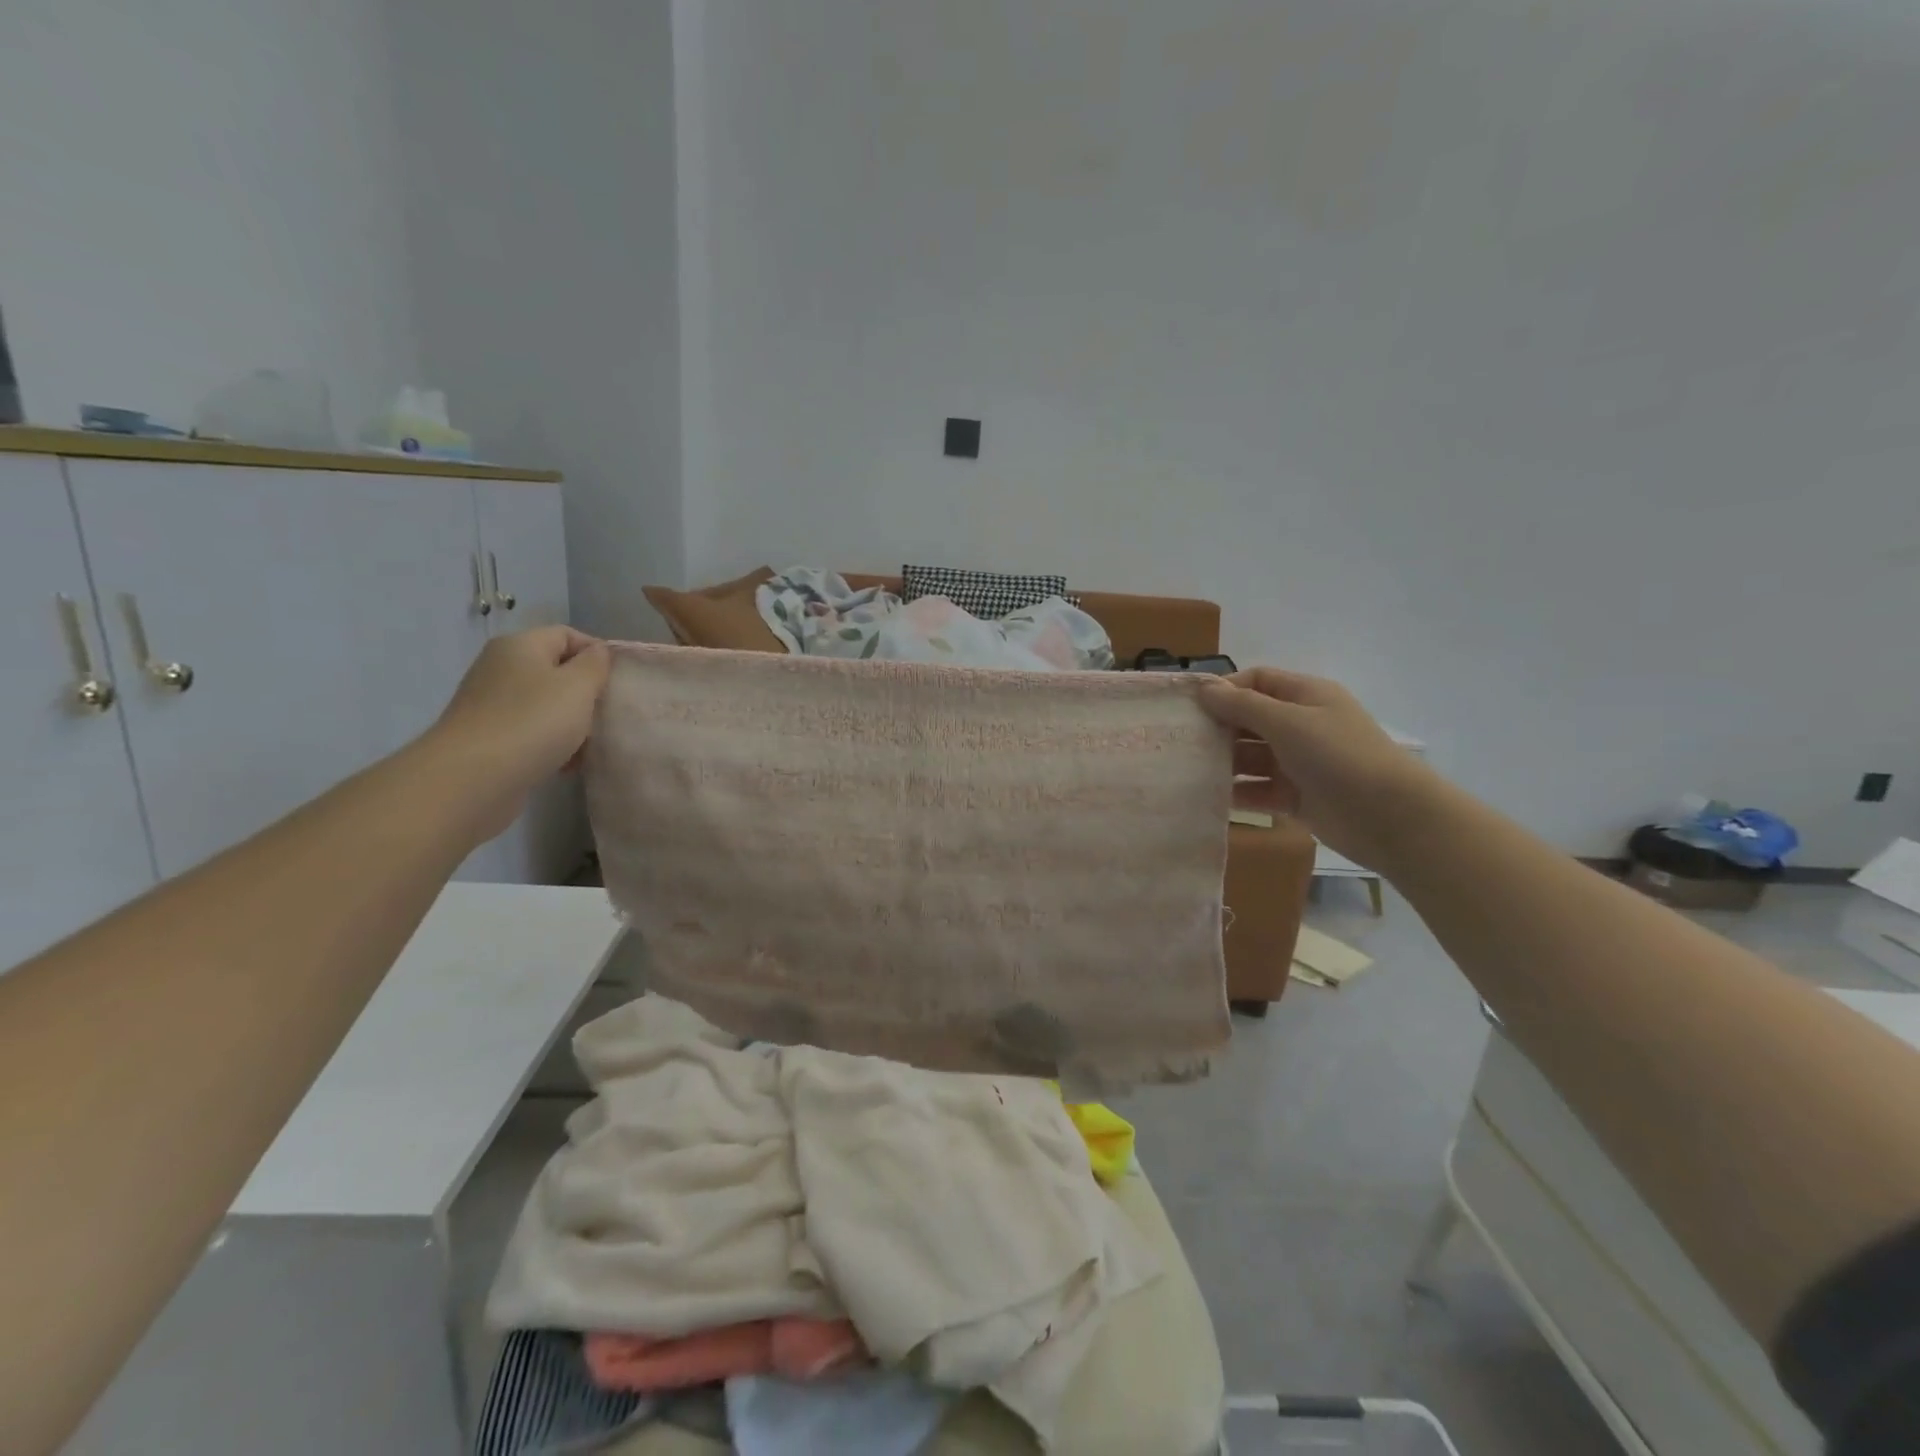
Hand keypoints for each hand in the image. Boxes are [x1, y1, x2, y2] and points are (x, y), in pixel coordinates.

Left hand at [425, 626, 611, 840]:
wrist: (471, 779)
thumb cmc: (532, 722)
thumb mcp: (578, 686)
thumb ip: (595, 664)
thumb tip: (597, 652)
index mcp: (519, 646)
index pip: (567, 634)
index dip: (597, 652)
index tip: (619, 680)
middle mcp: (500, 668)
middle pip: (556, 671)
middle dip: (586, 693)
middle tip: (606, 714)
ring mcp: (490, 704)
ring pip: (545, 704)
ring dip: (572, 723)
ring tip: (589, 745)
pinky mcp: (488, 737)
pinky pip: (531, 731)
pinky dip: (552, 743)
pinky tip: (567, 764)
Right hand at [1199, 667, 1437, 870]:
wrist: (1389, 816)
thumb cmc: (1338, 755)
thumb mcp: (1287, 721)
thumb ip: (1242, 705)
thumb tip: (1204, 688)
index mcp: (1305, 696)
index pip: (1256, 681)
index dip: (1224, 689)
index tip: (1190, 706)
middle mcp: (1302, 724)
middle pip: (1250, 719)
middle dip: (1218, 728)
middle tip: (1181, 741)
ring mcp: (1300, 762)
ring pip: (1251, 757)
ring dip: (1224, 762)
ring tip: (1189, 770)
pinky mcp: (1297, 796)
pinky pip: (1259, 789)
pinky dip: (1239, 793)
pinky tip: (1211, 798)